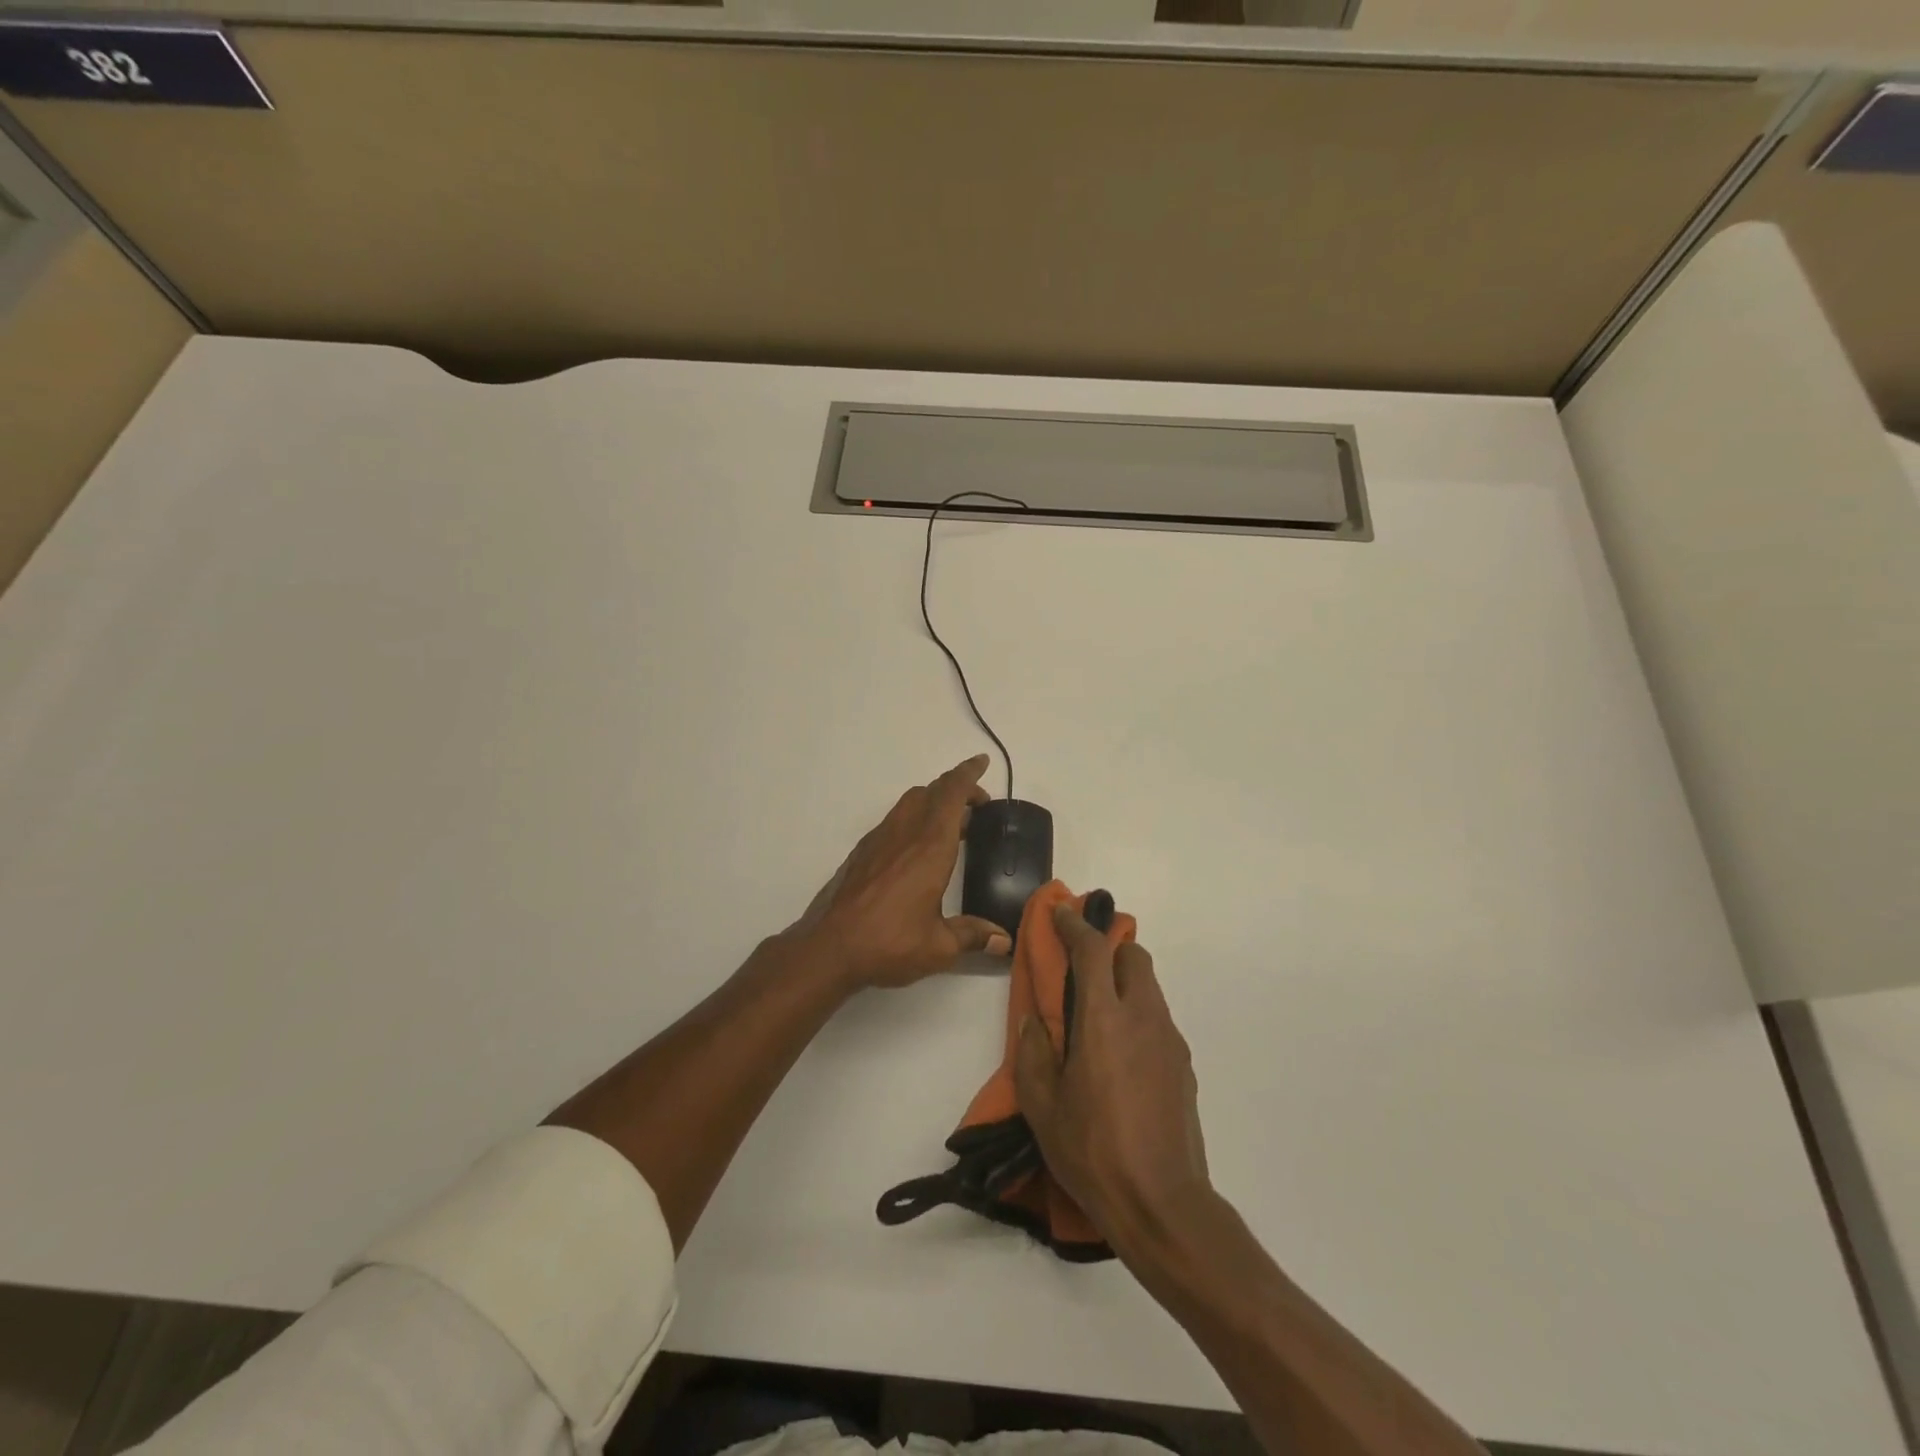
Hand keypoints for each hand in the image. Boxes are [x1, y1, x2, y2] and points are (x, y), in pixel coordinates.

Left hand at [794, 755, 1012, 988]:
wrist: (830, 947)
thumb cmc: (889, 942)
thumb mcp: (939, 946)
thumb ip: (972, 936)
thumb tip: (1003, 941)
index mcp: (931, 847)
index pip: (952, 794)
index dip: (969, 774)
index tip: (982, 762)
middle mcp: (906, 833)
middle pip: (932, 791)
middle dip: (957, 787)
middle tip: (977, 803)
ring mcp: (880, 839)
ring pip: (910, 801)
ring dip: (934, 799)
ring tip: (952, 823)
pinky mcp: (863, 851)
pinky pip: (895, 818)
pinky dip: (914, 816)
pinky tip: (918, 846)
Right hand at [1015, 901, 1211, 1257]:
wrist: (1163, 1204)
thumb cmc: (1093, 1150)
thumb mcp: (1043, 1105)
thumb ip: (1034, 1052)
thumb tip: (1035, 1021)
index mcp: (1104, 1020)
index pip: (1093, 950)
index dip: (1075, 925)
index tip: (1060, 913)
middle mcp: (1143, 1018)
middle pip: (1133, 957)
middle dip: (1107, 948)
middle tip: (1080, 965)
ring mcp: (1169, 1041)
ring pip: (1149, 987)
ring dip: (1122, 981)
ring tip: (1096, 1012)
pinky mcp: (1183, 1066)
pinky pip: (1157, 1019)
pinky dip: (1137, 1013)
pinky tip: (1119, 1053)